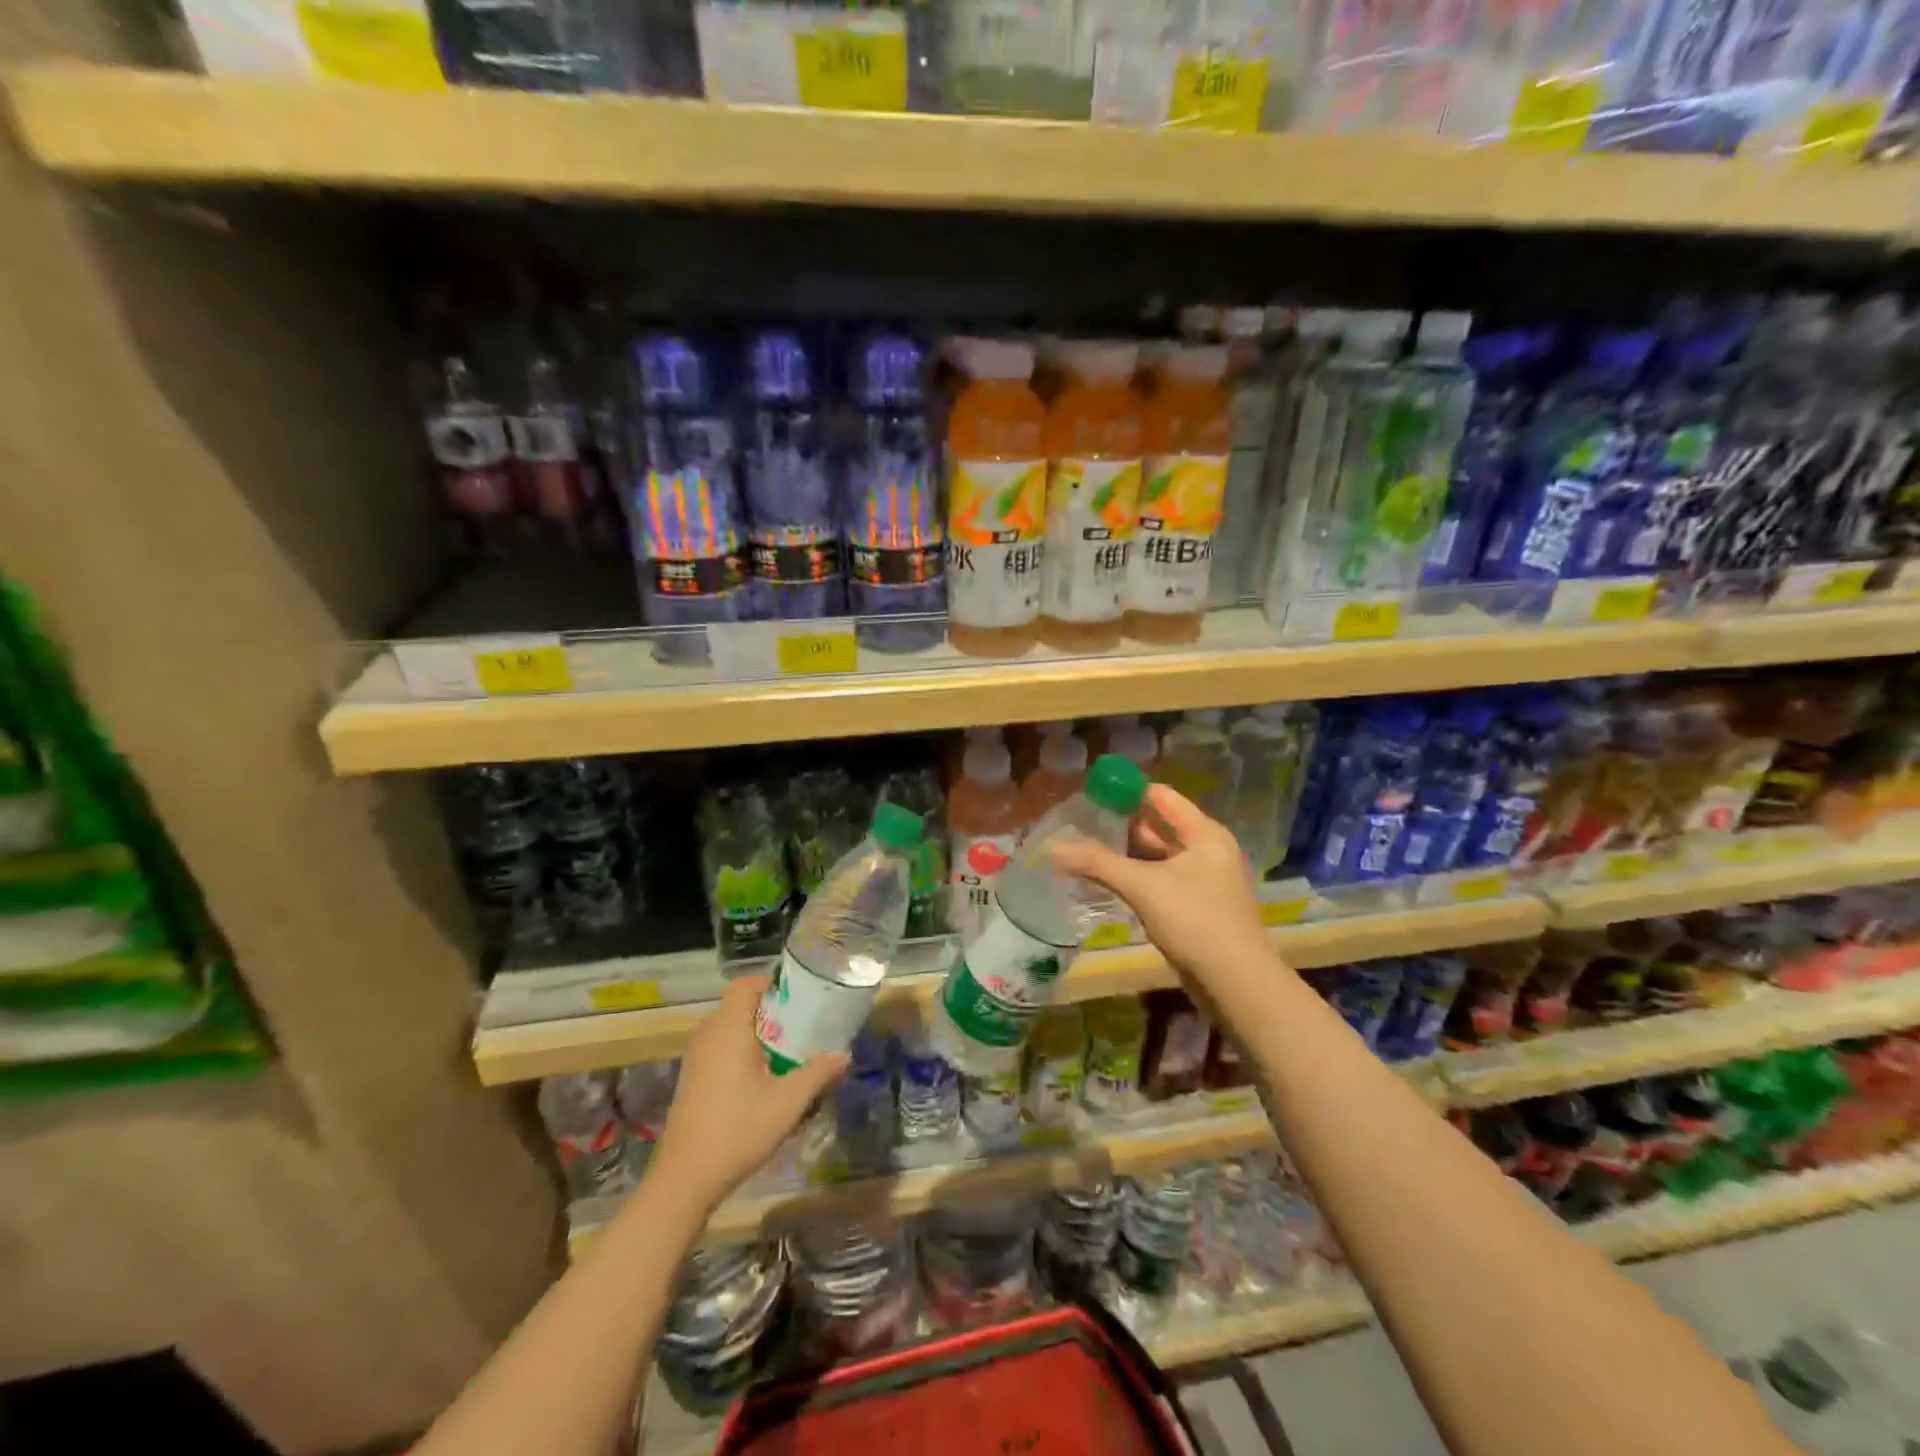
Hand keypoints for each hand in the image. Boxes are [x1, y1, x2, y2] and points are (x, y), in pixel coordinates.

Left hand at [650, 975, 847, 1211]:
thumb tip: (844, 1055)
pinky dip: (742, 1054)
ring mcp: (696, 1058)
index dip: (772, 985)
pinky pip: (720, 1050)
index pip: (746, 984)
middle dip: (772, 1013)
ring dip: (757, 1035)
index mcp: (728, 1028)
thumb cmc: (738, 1130)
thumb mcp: (788, 1102)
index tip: (800, 1001)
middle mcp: (708, 1035)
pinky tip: (762, 1083)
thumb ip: (818, 1073)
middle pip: (740, 1005)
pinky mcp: (692, 1079)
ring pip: (730, 1029)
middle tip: (801, 1030)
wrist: (685, 1180)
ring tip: (786, 1056)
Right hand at [1051, 783, 1270, 995]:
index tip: (1090, 793)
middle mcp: (1207, 850)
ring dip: (1125, 852)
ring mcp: (1203, 880)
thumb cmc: (1195, 921)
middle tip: (1080, 821)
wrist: (1237, 984)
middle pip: (1158, 824)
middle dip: (1121, 822)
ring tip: (1086, 848)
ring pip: (1157, 855)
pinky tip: (1107, 881)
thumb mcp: (1143, 886)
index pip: (1160, 796)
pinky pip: (1160, 880)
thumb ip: (1097, 862)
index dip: (1126, 791)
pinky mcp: (1196, 907)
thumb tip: (1053, 848)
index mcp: (1203, 833)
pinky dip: (1135, 876)